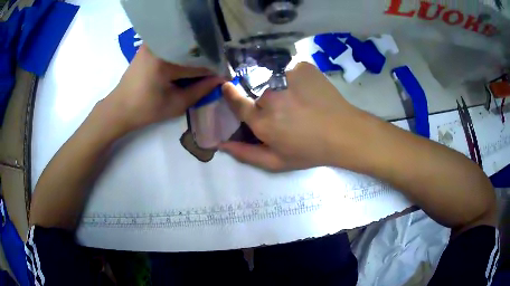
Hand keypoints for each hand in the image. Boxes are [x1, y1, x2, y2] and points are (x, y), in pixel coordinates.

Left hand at [103, 45, 224, 133]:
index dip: (213, 71)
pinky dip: (180, 55)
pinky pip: (171, 47)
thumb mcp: (176, 105)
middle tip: (215, 72)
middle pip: (190, 51)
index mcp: (164, 61)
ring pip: (181, 48)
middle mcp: (158, 46)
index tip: (225, 75)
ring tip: (203, 68)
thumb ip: (200, 90)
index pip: (197, 64)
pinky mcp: (148, 46)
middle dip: (205, 62)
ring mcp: (152, 44)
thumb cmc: (145, 111)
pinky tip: (186, 64)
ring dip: (193, 57)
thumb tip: (220, 79)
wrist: (119, 108)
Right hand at [220, 62, 367, 170]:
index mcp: (262, 121)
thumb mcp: (277, 162)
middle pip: (255, 90)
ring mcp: (287, 77)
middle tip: (282, 107)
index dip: (231, 94)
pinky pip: (288, 69)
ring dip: (278, 85)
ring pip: (271, 77)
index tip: (228, 86)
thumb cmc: (310, 151)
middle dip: (262, 97)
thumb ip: (246, 154)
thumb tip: (221, 144)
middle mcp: (270, 96)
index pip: (237, 102)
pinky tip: (305, 88)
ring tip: (296, 98)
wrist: (344, 133)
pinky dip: (293, 77)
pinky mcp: (302, 67)